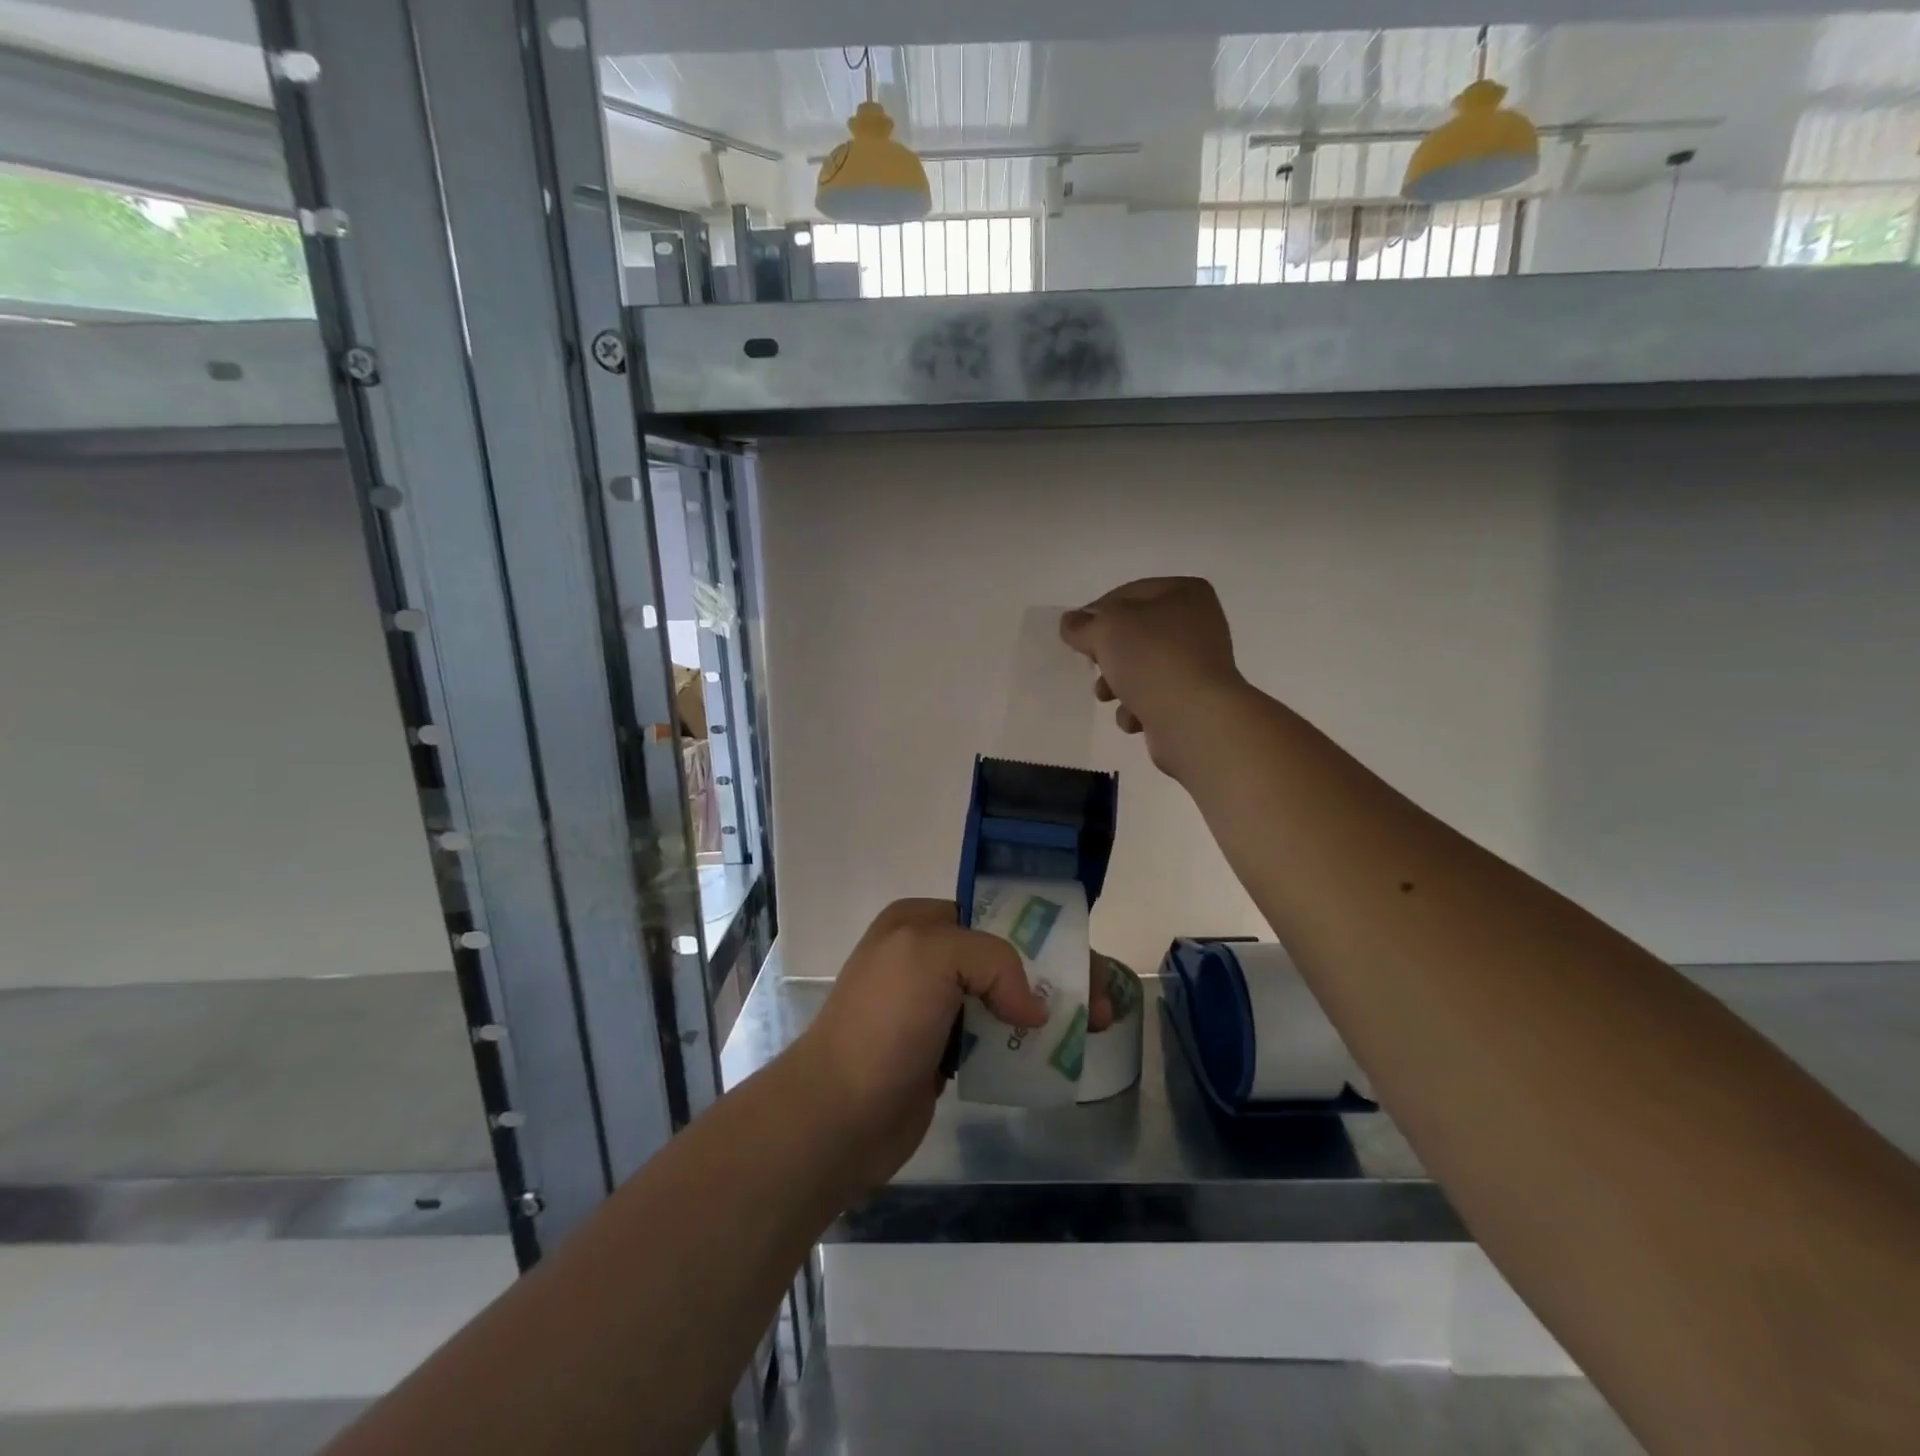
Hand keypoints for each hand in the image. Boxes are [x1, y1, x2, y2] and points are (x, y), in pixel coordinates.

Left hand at [791, 900, 1111, 1192]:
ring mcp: (934, 1008)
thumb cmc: (883, 1023)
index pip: (996, 915)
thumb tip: (1032, 1010)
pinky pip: (994, 1039)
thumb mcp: (933, 957)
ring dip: (1049, 1012)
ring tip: (1095, 1030)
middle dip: (1058, 976)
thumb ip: (993, 960)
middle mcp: (927, 957)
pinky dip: (1026, 1044)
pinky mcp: (942, 1054)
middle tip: (1104, 1006)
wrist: (836, 1116)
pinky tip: (1057, 1056)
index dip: (1045, 934)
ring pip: (1005, 999)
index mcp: (921, 922)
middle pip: (1008, 957)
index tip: (1086, 964)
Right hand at [1059, 576, 1244, 776]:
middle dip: (1107, 653)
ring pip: (1142, 668)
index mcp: (1185, 593)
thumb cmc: (1152, 659)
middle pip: (1135, 633)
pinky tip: (1134, 718)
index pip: (1127, 594)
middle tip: (1091, 663)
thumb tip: (1070, 622)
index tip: (1076, 635)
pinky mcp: (1194, 700)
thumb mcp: (1106, 629)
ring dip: (1117, 683)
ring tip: (1107, 695)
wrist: (1194, 719)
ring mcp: (1198, 664)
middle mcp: (1198, 624)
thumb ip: (1082, 625)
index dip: (1096, 613)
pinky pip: (1154, 698)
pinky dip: (1138, 708)